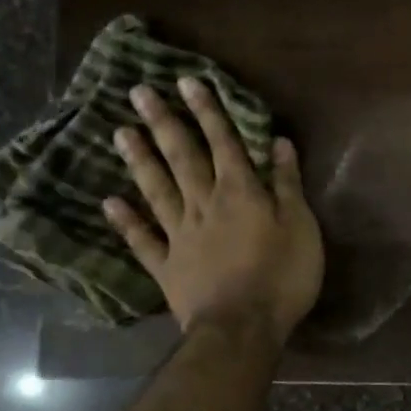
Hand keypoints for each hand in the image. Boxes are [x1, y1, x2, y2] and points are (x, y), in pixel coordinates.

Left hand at [104, 79, 324, 346]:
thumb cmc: (282, 277)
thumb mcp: (301, 228)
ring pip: (157, 189)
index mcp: (240, 193)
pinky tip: (109, 202)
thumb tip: (279, 143)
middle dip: (164, 123)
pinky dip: (126, 222)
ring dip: (140, 160)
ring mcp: (180, 236)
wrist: (242, 328)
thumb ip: (288, 185)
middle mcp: (204, 205)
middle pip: (182, 158)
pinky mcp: (167, 267)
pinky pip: (143, 240)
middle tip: (138, 93)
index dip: (208, 112)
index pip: (224, 143)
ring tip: (120, 132)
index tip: (187, 82)